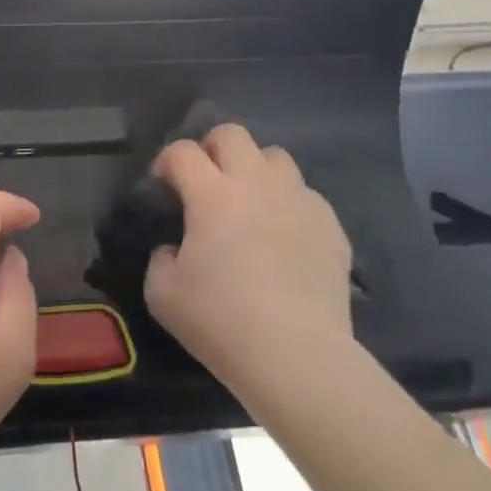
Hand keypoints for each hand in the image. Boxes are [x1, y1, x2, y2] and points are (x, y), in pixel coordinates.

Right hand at [143, 124, 353, 395]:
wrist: (297, 356)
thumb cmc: (221, 321)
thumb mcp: (162, 293)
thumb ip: (161, 257)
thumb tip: (177, 247)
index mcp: (212, 194)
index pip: (182, 151)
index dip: (166, 161)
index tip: (163, 185)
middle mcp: (256, 184)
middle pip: (232, 134)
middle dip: (211, 148)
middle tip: (206, 180)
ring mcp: (298, 200)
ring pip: (275, 156)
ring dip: (255, 169)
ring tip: (249, 200)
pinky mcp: (330, 224)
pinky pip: (305, 194)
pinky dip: (287, 203)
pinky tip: (282, 235)